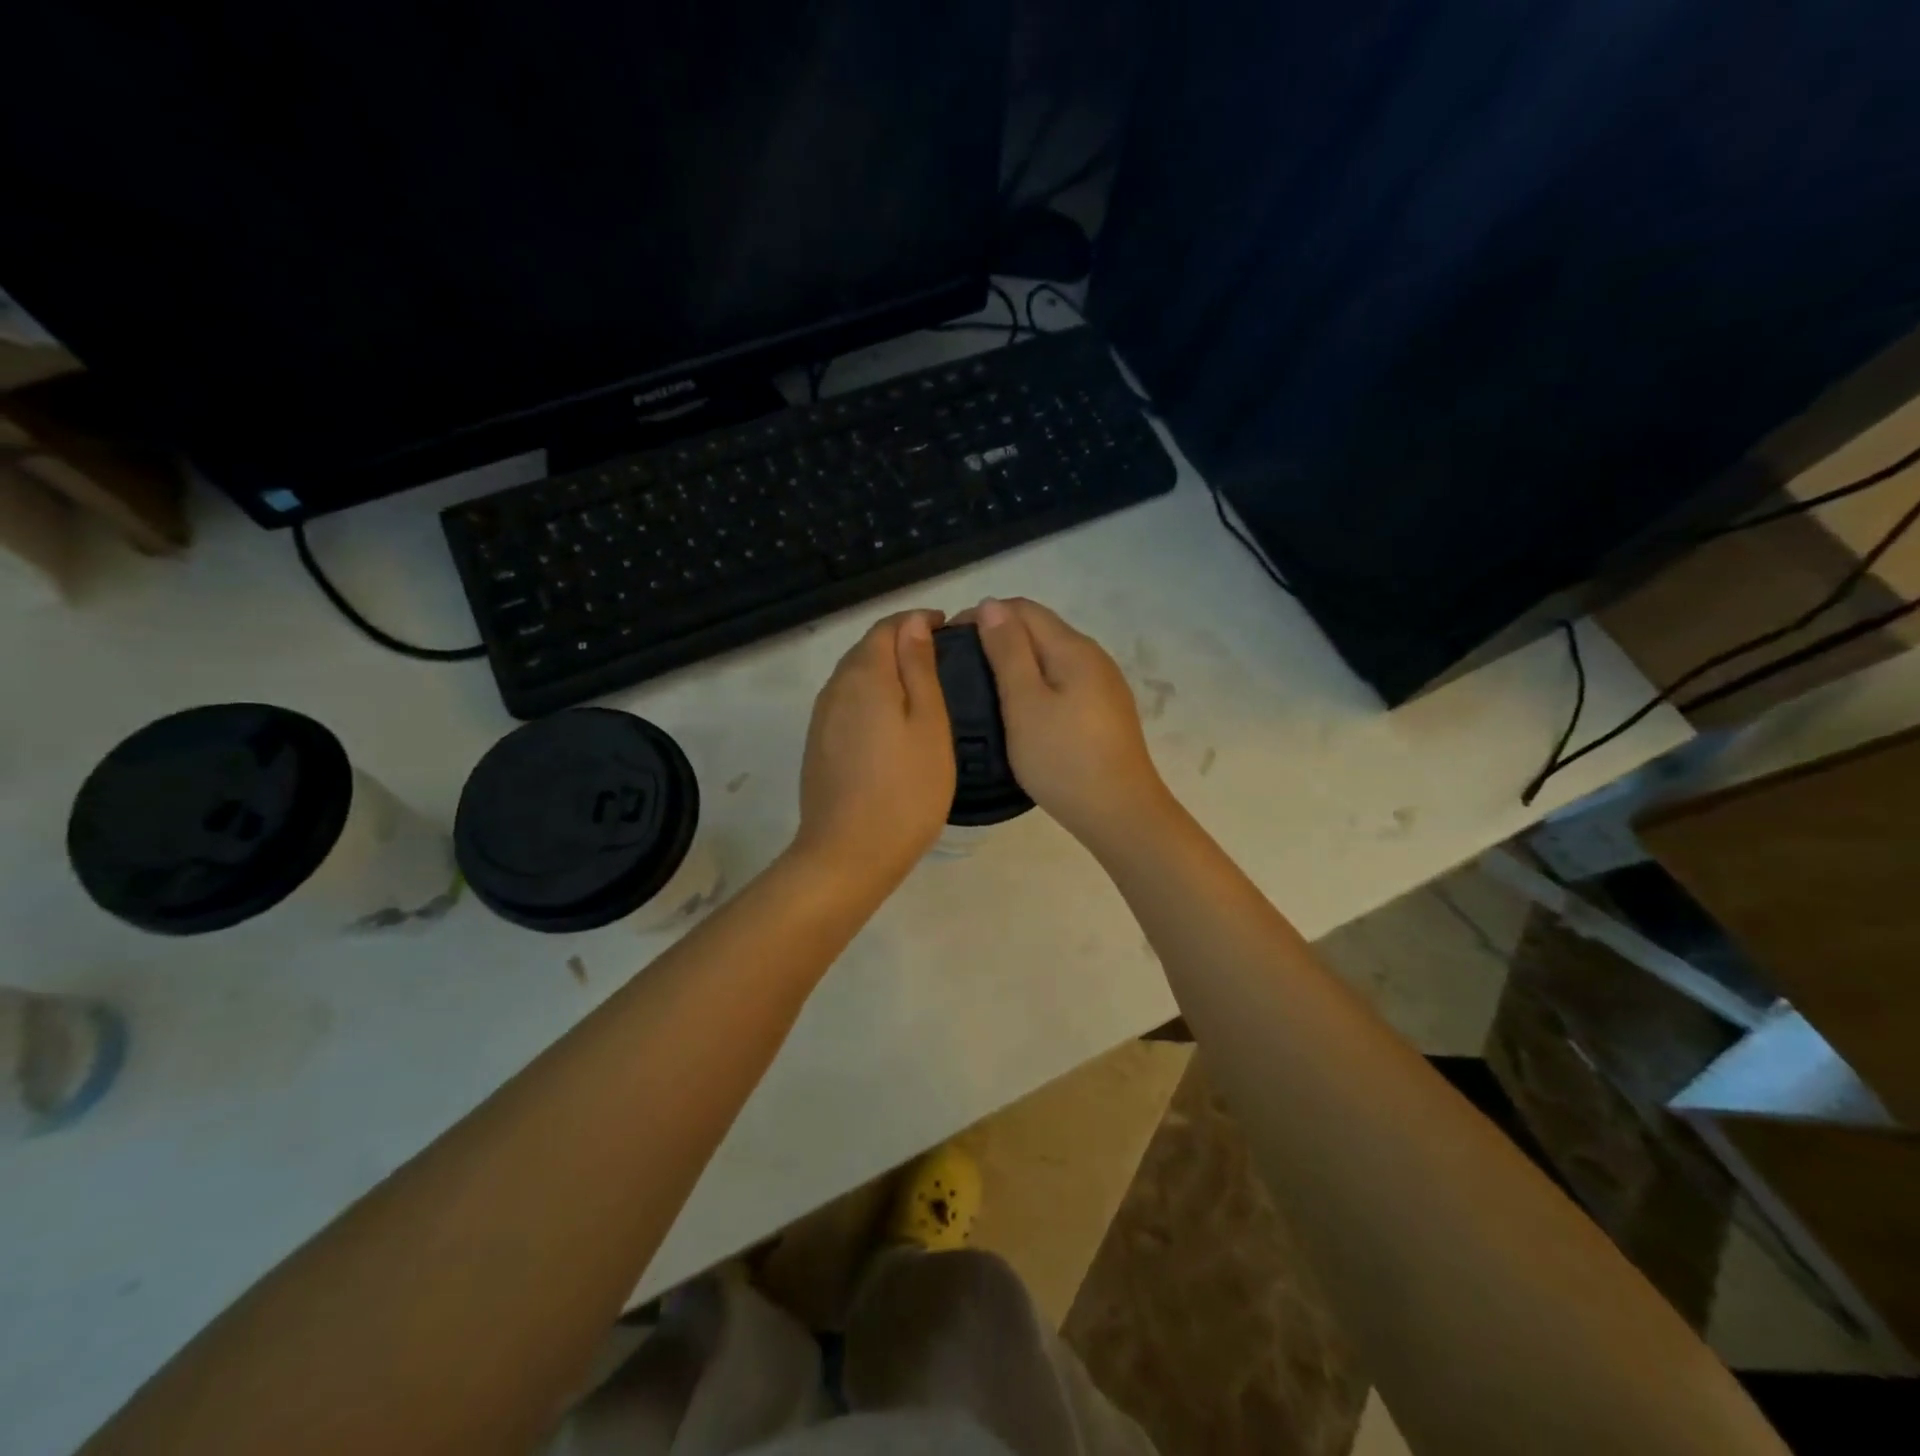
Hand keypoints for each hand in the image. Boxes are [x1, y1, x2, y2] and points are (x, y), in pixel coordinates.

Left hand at [793, 609, 955, 886]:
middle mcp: (835, 688)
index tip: (948, 630)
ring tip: (922, 688)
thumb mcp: (929, 725)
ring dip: (885, 671)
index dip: (917, 621)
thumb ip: (919, 669)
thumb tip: (914, 623)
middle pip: (867, 649)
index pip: (887, 627)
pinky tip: (892, 721)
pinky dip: (872, 698)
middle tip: (942, 658)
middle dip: (901, 643)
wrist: (848, 854)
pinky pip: (847, 703)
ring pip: (855, 677)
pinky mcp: (818, 744)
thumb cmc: (905, 791)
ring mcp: (822, 718)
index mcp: (864, 675)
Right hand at [970, 597, 1173, 853]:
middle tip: (961, 666)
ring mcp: (1103, 685)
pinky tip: (1019, 709)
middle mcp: (1093, 656)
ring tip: (983, 687)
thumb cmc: (1063, 758)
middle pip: (1039, 628)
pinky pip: (1063, 681)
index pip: (1023, 608)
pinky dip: (1036, 683)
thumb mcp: (1025, 703)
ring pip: (1051, 656)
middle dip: (998, 635)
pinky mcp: (1104, 711)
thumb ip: (1008, 651)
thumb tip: (990, 605)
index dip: (983, 614)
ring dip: (1016, 660)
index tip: (950, 640)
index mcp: (1073, 648)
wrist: (1119, 813)